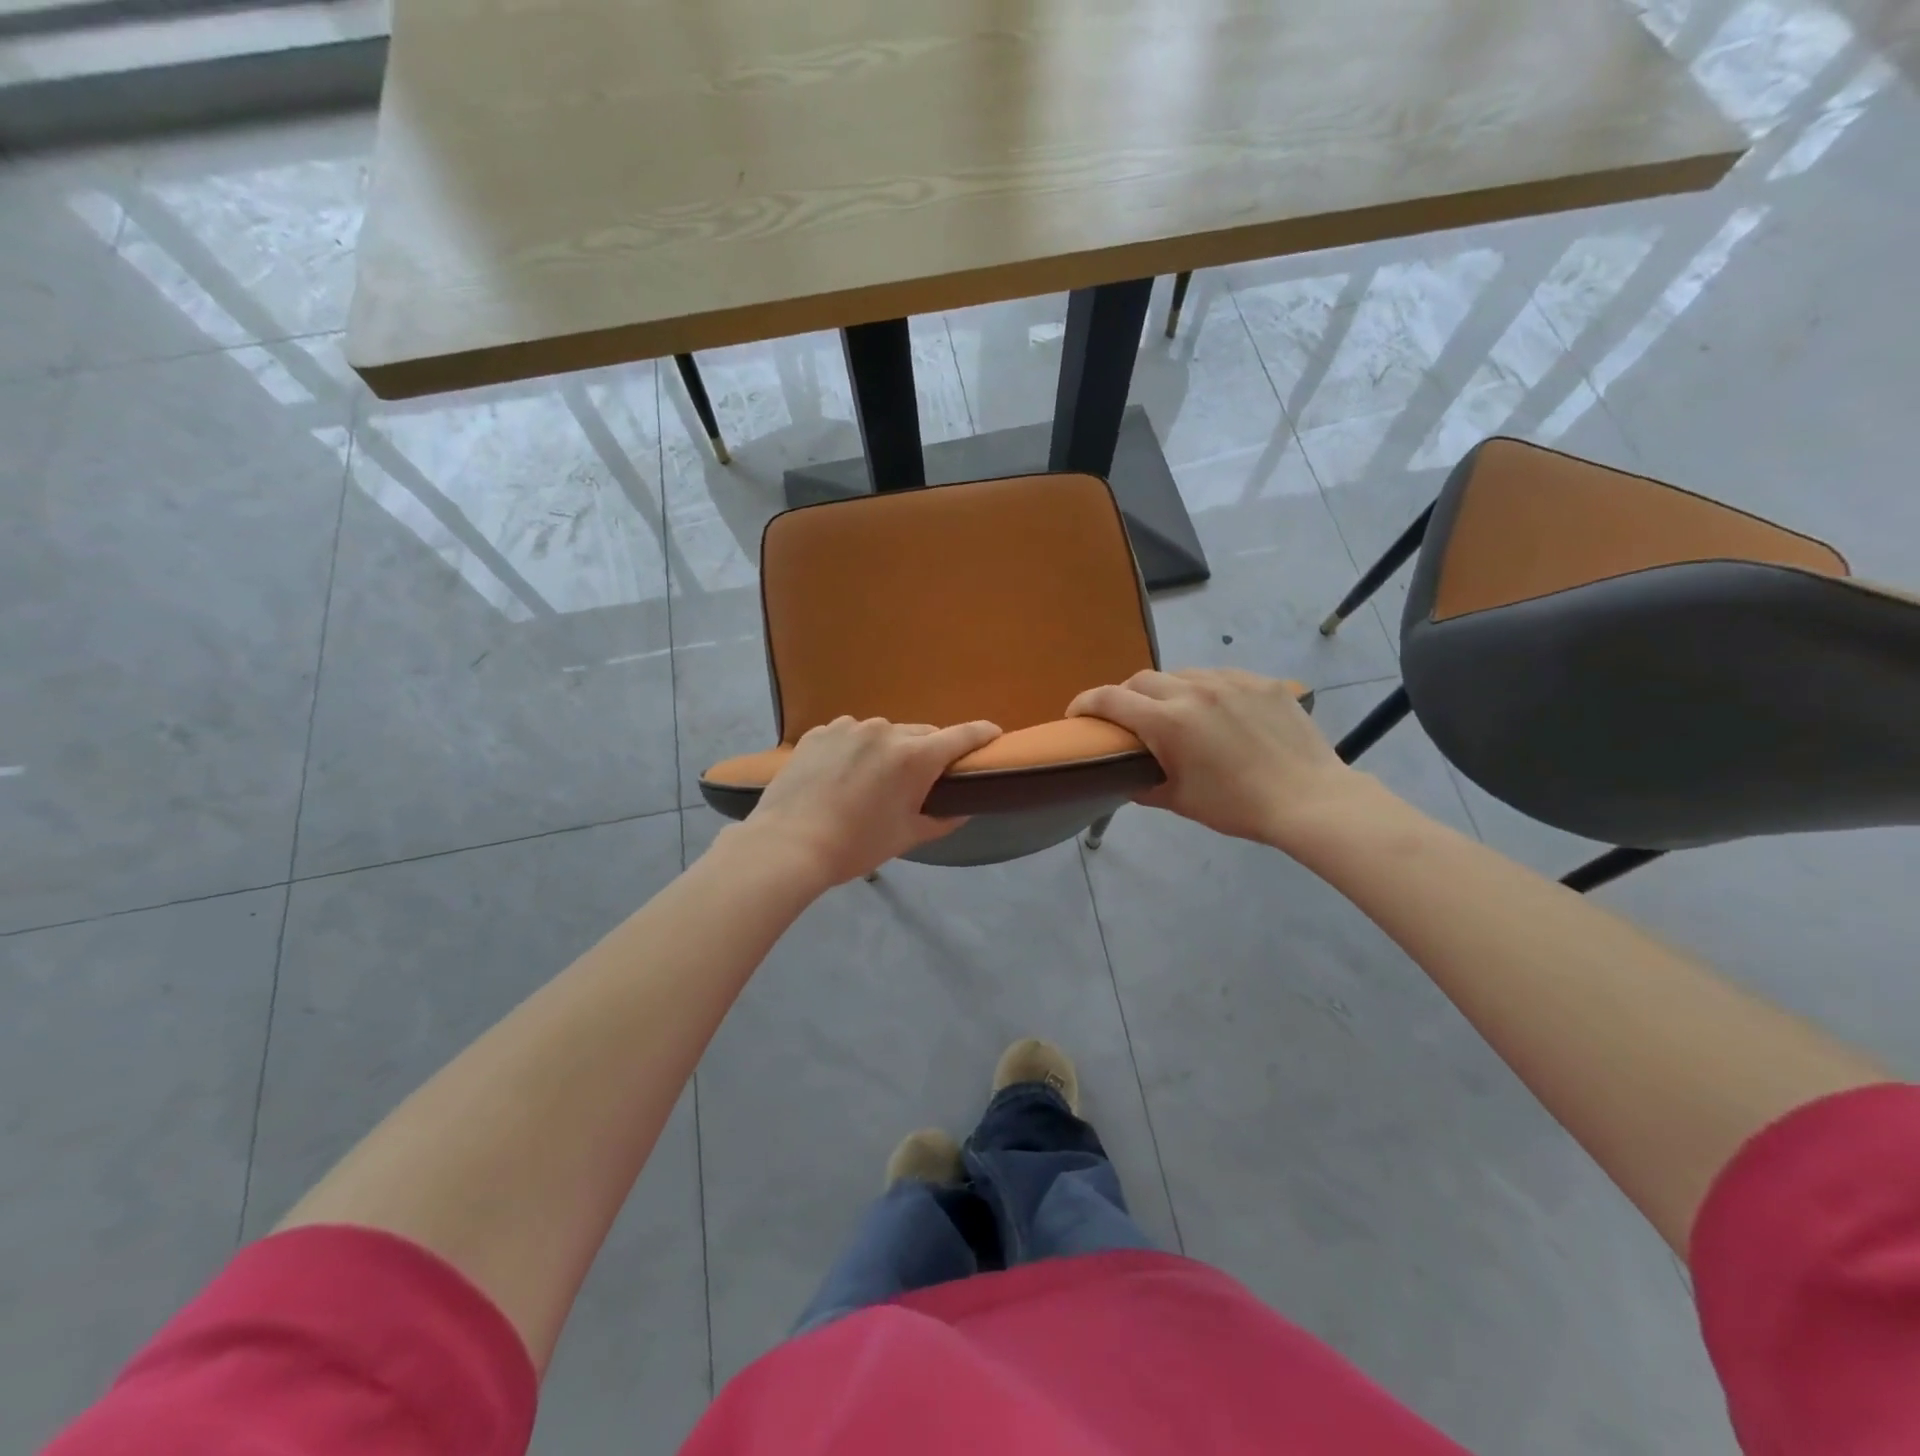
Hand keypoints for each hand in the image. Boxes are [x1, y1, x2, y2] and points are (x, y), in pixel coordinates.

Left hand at [740, 716, 1001, 885]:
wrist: (787, 844)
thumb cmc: (856, 845)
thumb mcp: (907, 836)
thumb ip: (942, 819)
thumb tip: (964, 809)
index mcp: (914, 756)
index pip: (962, 735)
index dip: (983, 734)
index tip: (994, 734)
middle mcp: (885, 730)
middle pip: (921, 734)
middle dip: (928, 752)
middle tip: (920, 779)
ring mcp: (849, 727)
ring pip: (883, 733)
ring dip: (888, 750)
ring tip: (872, 780)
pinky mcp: (820, 732)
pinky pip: (850, 735)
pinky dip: (855, 749)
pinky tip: (840, 775)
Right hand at [1067, 668, 1370, 848]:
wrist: (1309, 799)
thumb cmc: (1238, 806)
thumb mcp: (1180, 801)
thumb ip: (1143, 784)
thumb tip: (1126, 777)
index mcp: (1169, 721)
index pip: (1111, 699)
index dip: (1085, 703)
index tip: (1076, 714)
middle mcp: (1194, 690)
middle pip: (1142, 679)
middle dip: (1125, 695)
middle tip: (1127, 718)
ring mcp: (1231, 681)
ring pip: (1181, 674)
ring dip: (1166, 690)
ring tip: (1174, 713)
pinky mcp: (1260, 682)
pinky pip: (1219, 676)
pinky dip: (1204, 690)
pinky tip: (1216, 712)